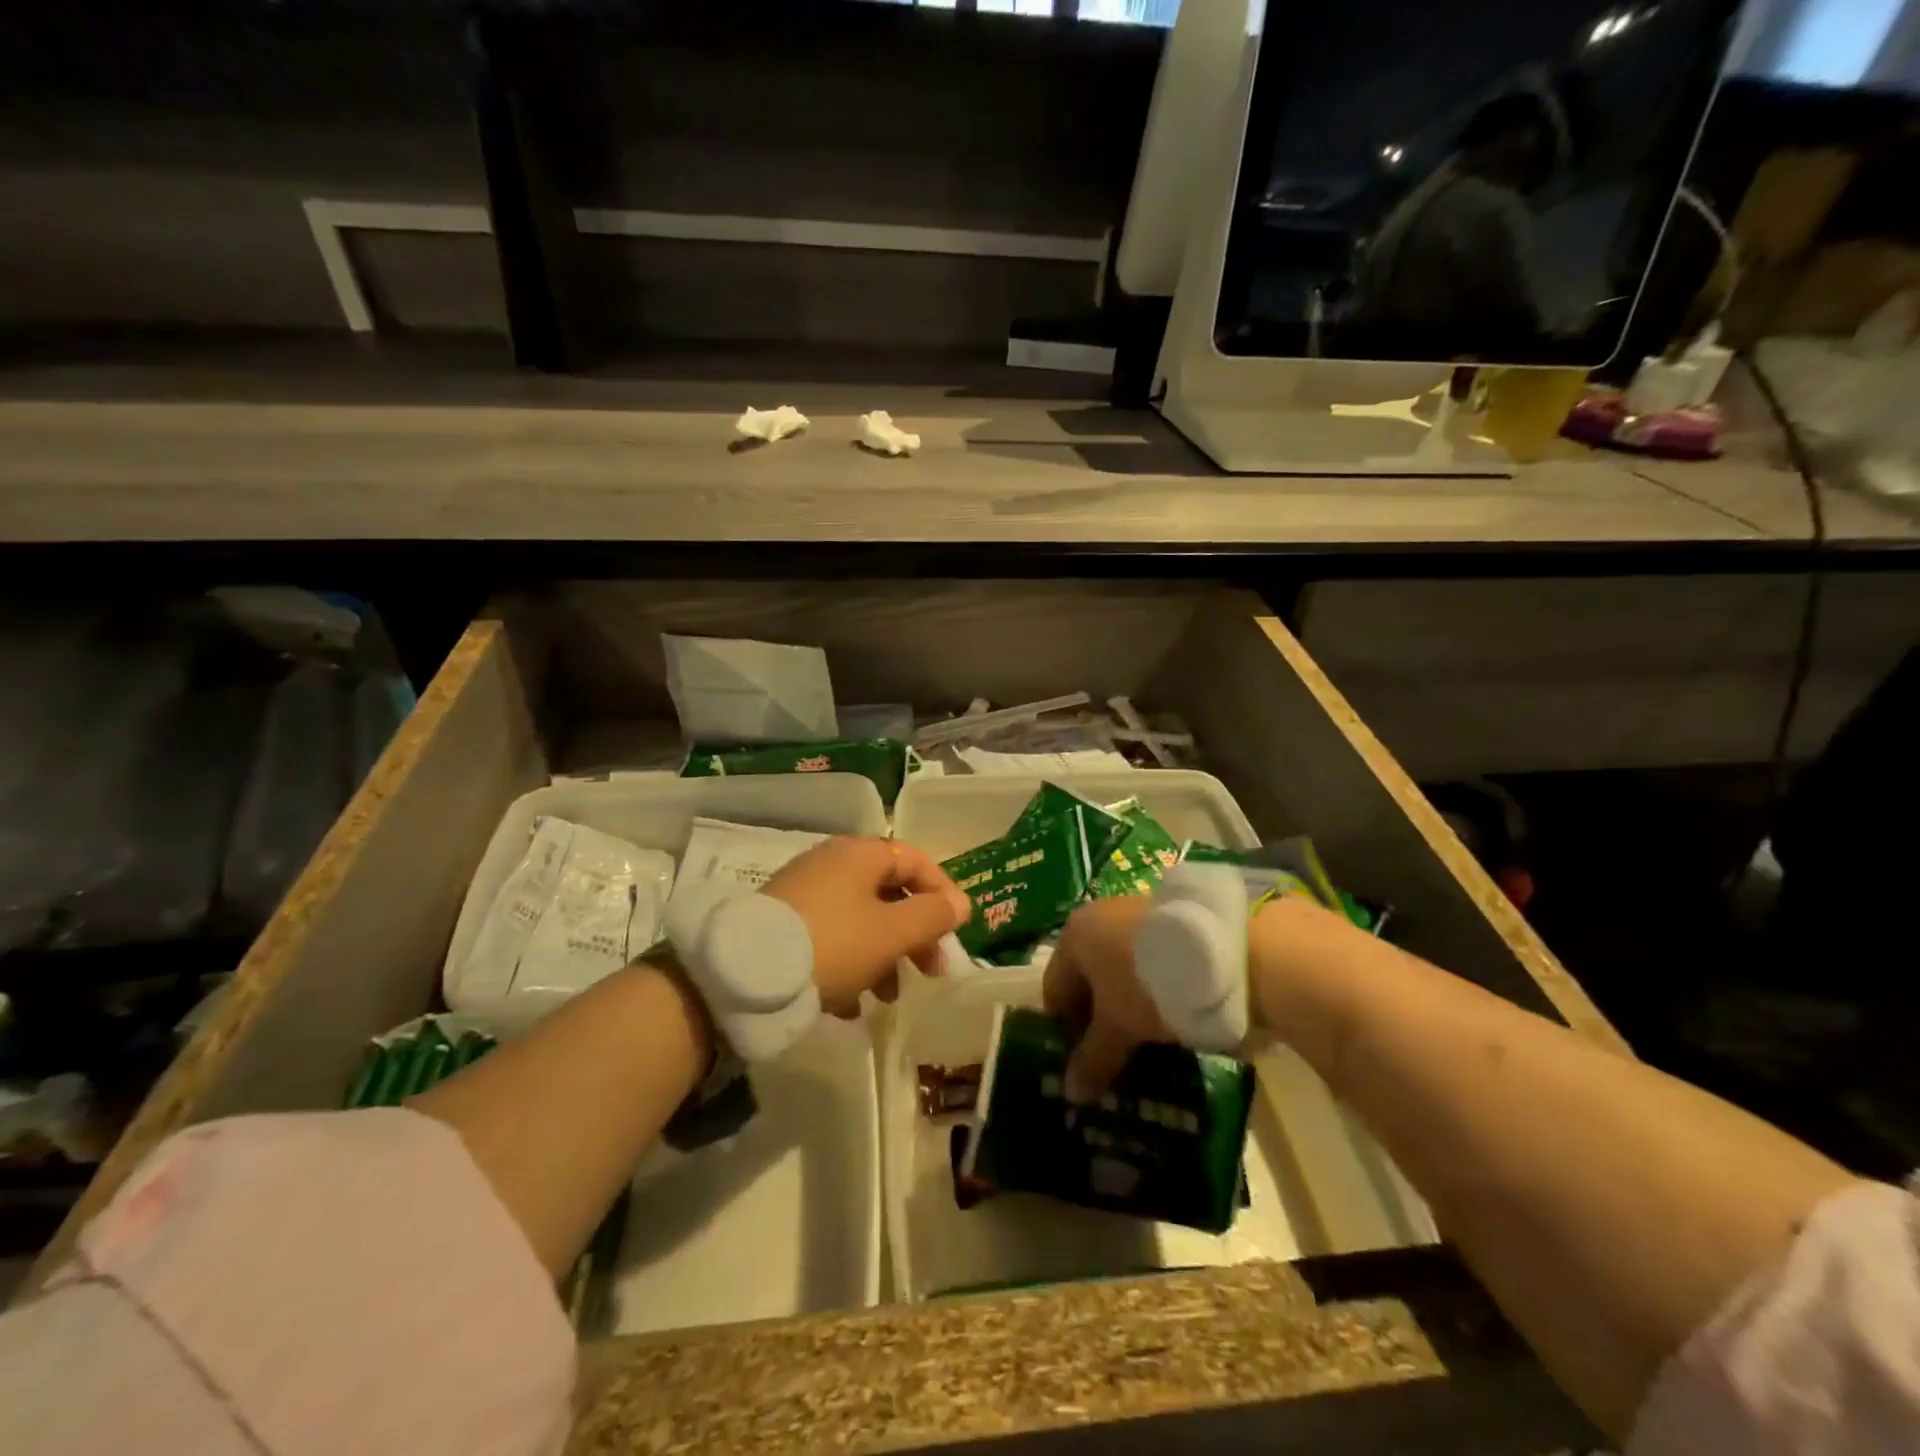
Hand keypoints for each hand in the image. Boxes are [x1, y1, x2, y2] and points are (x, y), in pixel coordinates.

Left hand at [764, 837, 970, 1017]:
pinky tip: (848, 1006)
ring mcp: (804, 893)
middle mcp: (832, 864)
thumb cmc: (834, 944)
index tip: (955, 931)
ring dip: (882, 958)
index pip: (915, 861)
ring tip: (886, 997)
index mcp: (860, 854)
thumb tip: (960, 903)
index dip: (942, 893)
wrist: (743, 975)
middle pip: (888, 894)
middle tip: (930, 971)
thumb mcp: (892, 933)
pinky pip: (829, 940)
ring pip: (860, 921)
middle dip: (914, 935)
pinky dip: (847, 967)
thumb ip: (932, 916)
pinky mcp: (782, 924)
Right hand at [1041, 895, 1170, 1100]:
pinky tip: (1171, 1016)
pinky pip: (1148, 964)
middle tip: (1115, 1057)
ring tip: (1148, 1042)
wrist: (1224, 952)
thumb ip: (1091, 1061)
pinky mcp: (1170, 923)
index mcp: (1074, 936)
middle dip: (1098, 1020)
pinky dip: (1152, 990)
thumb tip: (1071, 1093)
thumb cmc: (1148, 985)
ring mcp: (1136, 915)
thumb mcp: (1118, 1029)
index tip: (1085, 1063)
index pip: (1055, 991)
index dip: (1065, 1032)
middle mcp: (1098, 918)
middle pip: (1088, 980)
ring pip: (1120, 972)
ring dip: (1128, 1007)